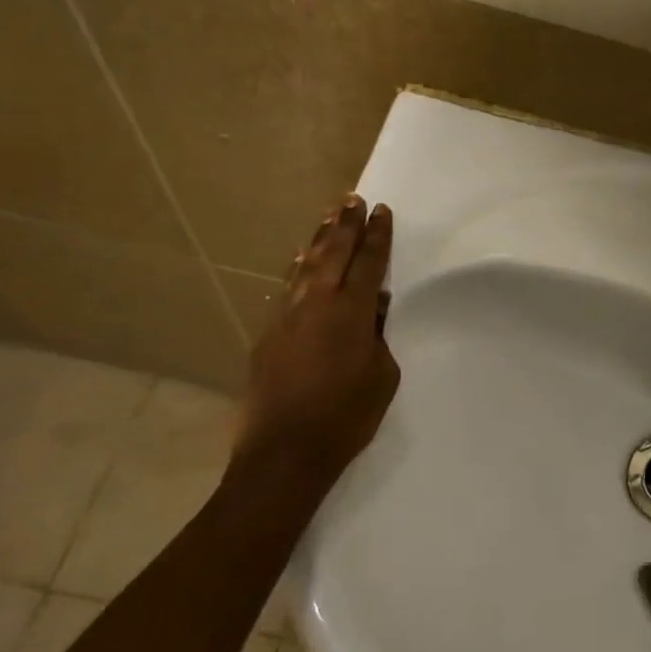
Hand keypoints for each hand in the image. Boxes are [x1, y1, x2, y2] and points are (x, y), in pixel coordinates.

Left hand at [236, 195, 400, 478]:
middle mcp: (317, 304)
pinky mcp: (268, 333)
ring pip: (305, 266)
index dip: (377, 236)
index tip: (381, 212)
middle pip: (334, 254)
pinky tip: (300, 259)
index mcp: (352, 313)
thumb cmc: (346, 417)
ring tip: (329, 217)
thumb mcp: (382, 376)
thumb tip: (375, 308)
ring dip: (319, 240)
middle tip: (353, 200)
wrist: (284, 452)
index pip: (369, 263)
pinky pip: (287, 288)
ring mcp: (287, 316)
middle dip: (346, 225)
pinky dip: (298, 268)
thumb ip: (379, 336)